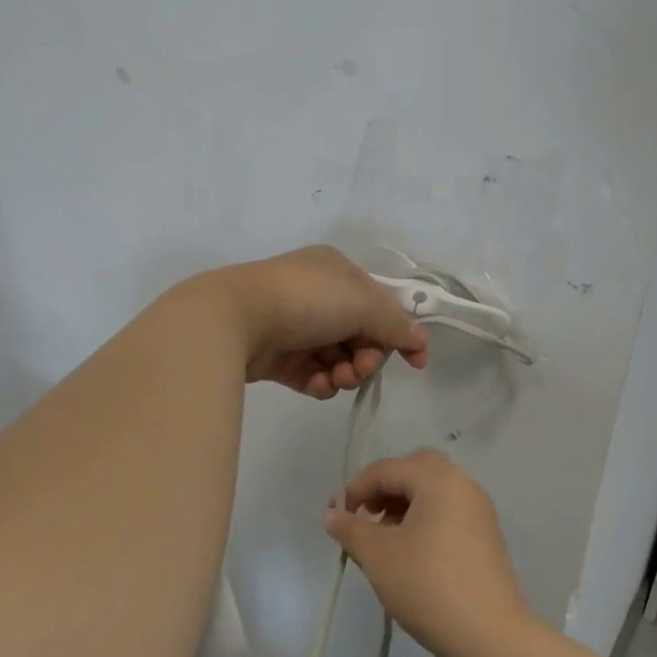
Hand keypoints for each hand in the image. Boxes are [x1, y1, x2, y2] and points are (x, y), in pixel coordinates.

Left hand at [209, 245, 428, 398]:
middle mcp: (316, 295)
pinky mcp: (276, 356)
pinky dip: (320, 382)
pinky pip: (311, 374)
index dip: (400, 334)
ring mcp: (294, 326)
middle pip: (359, 335)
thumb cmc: (306, 300)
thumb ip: (394, 324)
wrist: (237, 318)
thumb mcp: (362, 303)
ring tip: (335, 380)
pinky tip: (317, 384)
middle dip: (366, 357)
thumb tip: (419, 341)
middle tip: (358, 369)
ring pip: (336, 358)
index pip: (379, 305)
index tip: (417, 363)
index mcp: (336, 271)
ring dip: (345, 373)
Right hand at [325, 449, 532, 656]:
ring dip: (404, 504)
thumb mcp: (378, 556)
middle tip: (367, 518)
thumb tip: (330, 513)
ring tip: (386, 539)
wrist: (490, 636)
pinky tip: (413, 551)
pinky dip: (426, 517)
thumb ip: (350, 529)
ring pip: (433, 489)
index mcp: (437, 478)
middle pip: (415, 469)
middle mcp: (462, 483)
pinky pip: (449, 509)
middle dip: (385, 489)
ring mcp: (479, 508)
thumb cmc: (428, 585)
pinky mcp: (487, 534)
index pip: (386, 469)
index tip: (340, 520)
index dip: (356, 489)